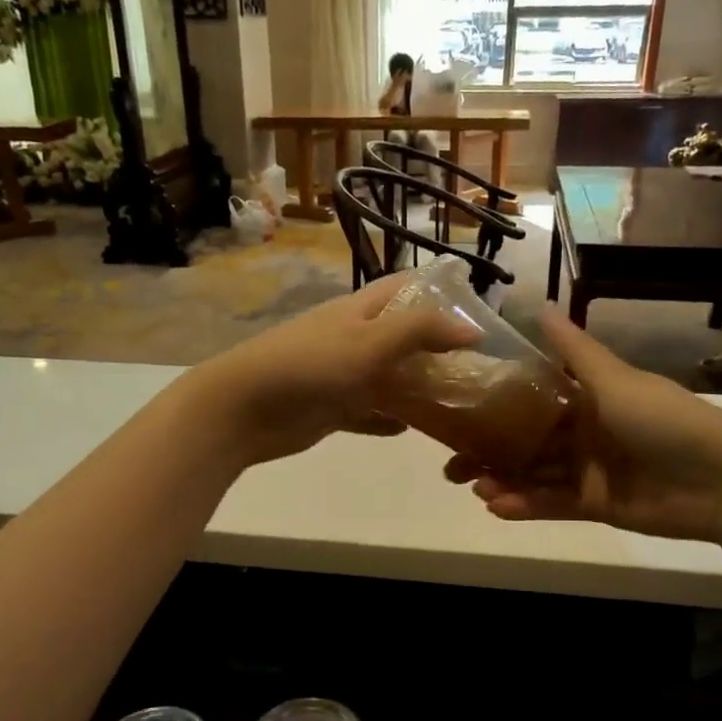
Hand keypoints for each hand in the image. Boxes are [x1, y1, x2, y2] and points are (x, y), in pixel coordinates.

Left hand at [186, 278, 478, 465]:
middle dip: (435, 349)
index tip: (477, 312)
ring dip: (417, 388)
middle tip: (476, 369)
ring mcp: (340, 375)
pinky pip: (368, 412)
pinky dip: (388, 419)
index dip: (439, 294)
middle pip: (401, 337)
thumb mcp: (370, 341)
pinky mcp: (331, 409)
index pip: (405, 290)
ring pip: (388, 378)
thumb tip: (474, 330)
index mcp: (359, 311)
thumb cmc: (310, 365)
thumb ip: (421, 331)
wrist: (244, 408)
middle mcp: (352, 338)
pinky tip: (413, 430)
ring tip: (457, 402)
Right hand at [444, 309, 721, 543]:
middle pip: (526, 442)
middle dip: (489, 452)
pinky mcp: (596, 505)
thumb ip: (573, 351)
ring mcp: (590, 471)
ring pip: (535, 475)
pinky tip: (497, 506)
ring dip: (503, 480)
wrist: (720, 479)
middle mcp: (584, 432)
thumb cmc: (662, 419)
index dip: (495, 406)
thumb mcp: (613, 379)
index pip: (532, 399)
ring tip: (473, 487)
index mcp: (587, 398)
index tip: (457, 411)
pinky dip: (526, 505)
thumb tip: (538, 305)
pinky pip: (553, 504)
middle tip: (451, 465)